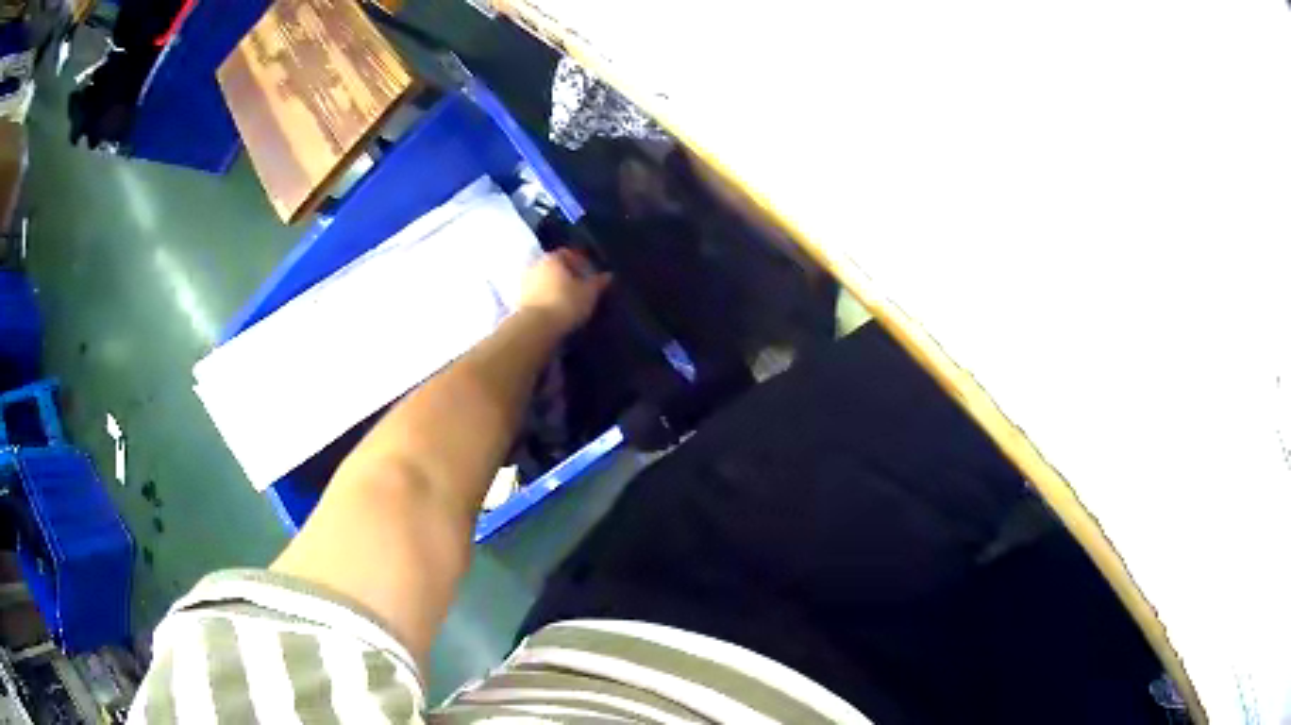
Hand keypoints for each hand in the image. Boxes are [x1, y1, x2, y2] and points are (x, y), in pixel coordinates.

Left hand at [519, 248, 610, 332]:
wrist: (536, 328)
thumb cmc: (565, 303)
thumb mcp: (589, 293)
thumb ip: (598, 282)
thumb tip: (607, 275)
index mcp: (552, 258)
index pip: (567, 253)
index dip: (580, 261)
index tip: (589, 273)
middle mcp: (534, 266)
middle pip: (553, 267)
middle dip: (566, 275)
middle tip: (580, 287)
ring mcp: (523, 284)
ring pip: (544, 281)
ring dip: (554, 288)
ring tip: (568, 301)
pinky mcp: (518, 302)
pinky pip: (537, 296)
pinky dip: (546, 299)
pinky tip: (555, 310)